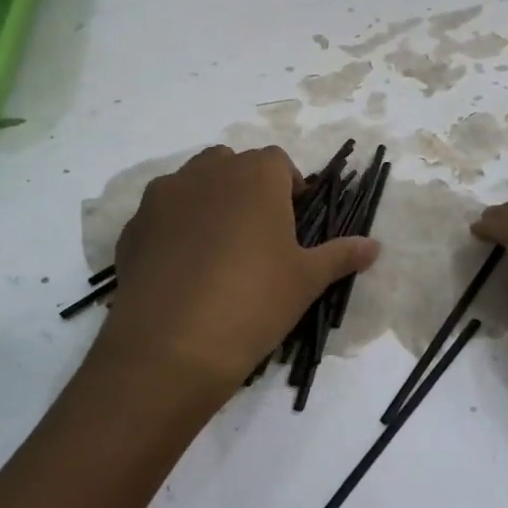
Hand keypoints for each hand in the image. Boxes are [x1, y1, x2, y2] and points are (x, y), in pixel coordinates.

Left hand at [95, 146, 378, 410]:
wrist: (171, 346)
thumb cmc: (254, 301)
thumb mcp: (307, 280)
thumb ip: (341, 255)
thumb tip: (375, 246)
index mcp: (255, 176)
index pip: (278, 161)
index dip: (289, 187)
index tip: (293, 220)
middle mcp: (206, 173)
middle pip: (232, 164)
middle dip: (247, 188)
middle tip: (258, 233)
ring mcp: (163, 197)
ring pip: (192, 184)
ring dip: (208, 202)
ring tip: (218, 250)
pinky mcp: (133, 227)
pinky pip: (161, 215)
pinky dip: (175, 228)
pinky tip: (183, 270)